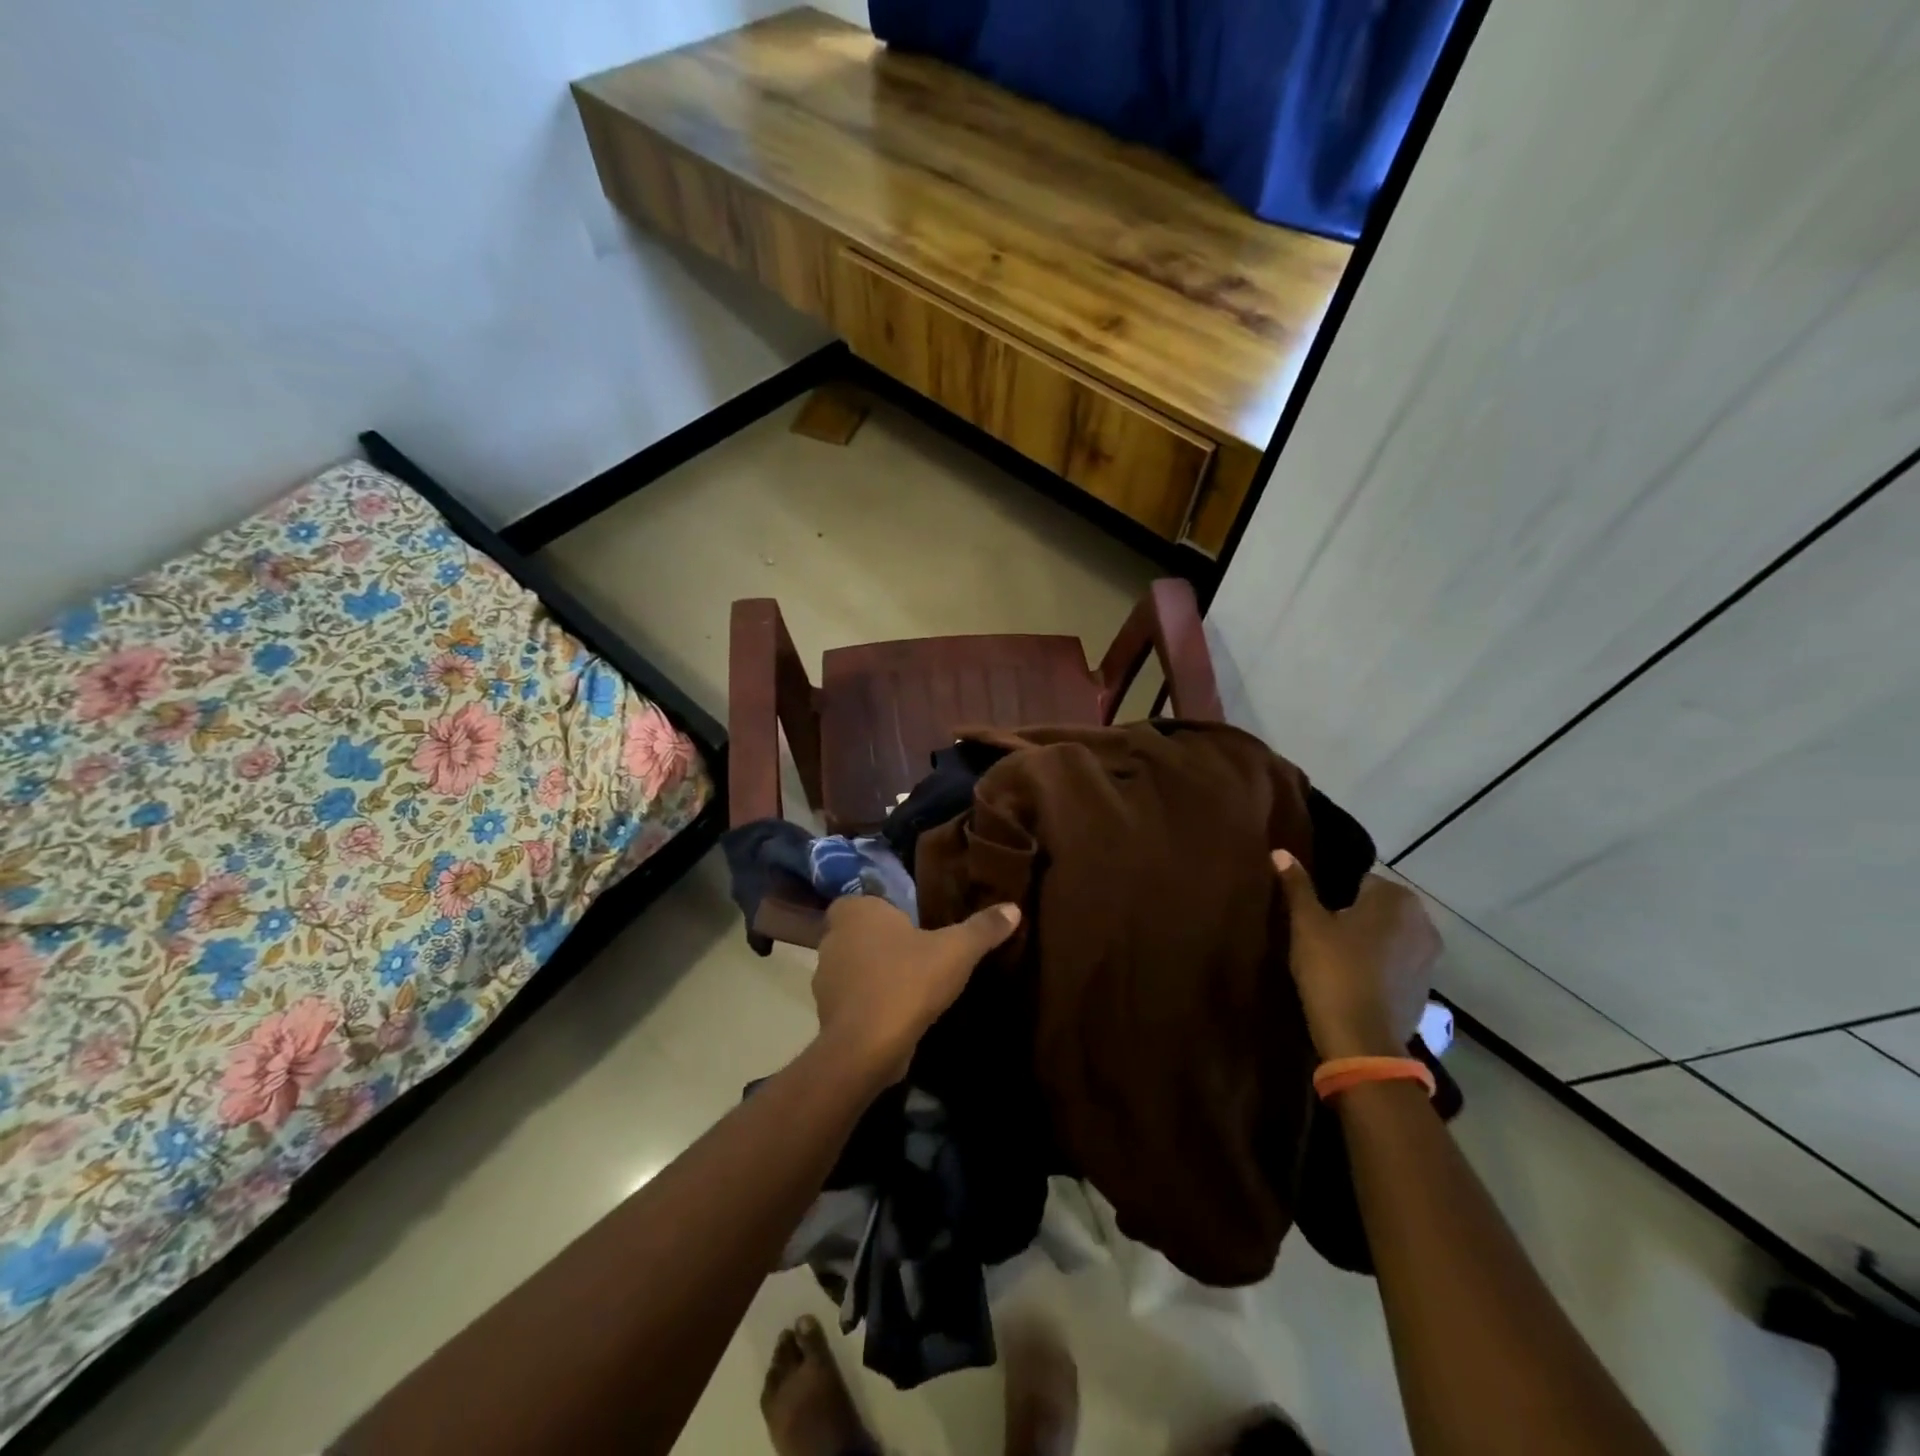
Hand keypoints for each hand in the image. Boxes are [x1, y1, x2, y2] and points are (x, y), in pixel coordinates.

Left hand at [810, 896, 1021, 1084]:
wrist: (867, 1046)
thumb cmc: (909, 981)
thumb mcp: (956, 951)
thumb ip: (983, 928)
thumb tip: (1014, 908)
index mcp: (857, 912)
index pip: (862, 899)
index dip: (882, 910)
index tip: (909, 923)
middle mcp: (834, 938)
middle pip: (857, 932)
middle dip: (880, 941)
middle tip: (915, 952)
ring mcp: (825, 977)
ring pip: (852, 966)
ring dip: (873, 973)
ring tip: (909, 984)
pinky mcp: (827, 1013)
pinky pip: (851, 998)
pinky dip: (868, 1002)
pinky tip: (896, 1013)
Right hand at [1272, 853, 1438, 1061]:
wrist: (1361, 1038)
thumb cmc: (1332, 969)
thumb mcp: (1306, 924)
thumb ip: (1297, 886)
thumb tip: (1281, 851)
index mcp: (1396, 899)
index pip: (1360, 881)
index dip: (1334, 897)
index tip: (1316, 917)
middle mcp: (1423, 921)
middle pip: (1378, 908)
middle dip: (1354, 917)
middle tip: (1322, 937)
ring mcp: (1430, 957)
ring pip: (1390, 936)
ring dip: (1369, 942)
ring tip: (1336, 960)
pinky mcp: (1426, 987)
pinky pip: (1398, 963)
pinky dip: (1380, 966)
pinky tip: (1354, 981)